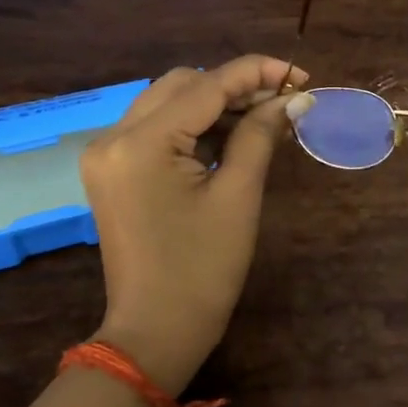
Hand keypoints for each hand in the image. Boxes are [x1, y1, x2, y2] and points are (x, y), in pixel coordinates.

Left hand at [78, 55, 307, 394]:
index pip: (206, 86)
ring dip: (216, 102)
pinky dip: (195, 124)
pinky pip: (157, 127)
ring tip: (265, 116)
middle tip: (284, 101)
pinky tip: (232, 134)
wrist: (154, 333)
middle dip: (236, 85)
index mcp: (140, 144)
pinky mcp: (112, 169)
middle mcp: (113, 137)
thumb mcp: (238, 196)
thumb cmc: (202, 270)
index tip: (300, 75)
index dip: (257, 73)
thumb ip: (261, 134)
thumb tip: (294, 99)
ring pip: (168, 101)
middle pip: (182, 84)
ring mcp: (107, 153)